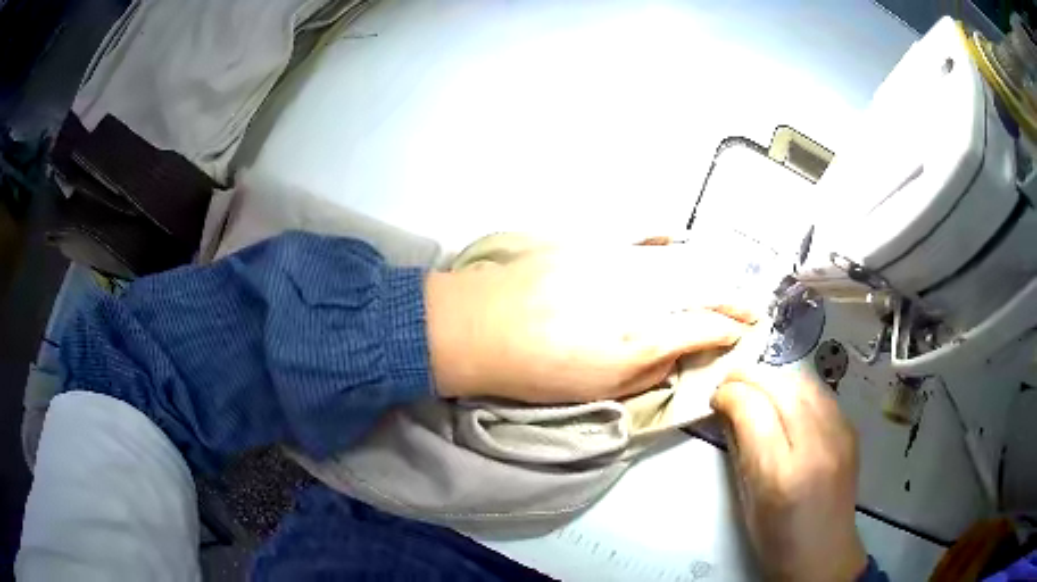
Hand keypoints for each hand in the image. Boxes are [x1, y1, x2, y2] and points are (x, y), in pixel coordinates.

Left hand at [425, 243, 757, 402]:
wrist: (479, 326)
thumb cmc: (536, 371)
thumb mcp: (599, 391)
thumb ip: (649, 373)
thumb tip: (677, 355)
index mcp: (640, 339)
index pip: (703, 327)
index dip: (730, 330)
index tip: (746, 332)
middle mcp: (638, 295)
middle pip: (701, 289)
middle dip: (734, 297)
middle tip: (752, 304)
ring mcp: (615, 263)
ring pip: (679, 261)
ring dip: (709, 271)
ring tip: (727, 279)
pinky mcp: (591, 244)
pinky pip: (638, 235)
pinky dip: (663, 238)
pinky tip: (678, 239)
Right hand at [711, 366, 866, 581]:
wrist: (825, 552)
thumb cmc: (776, 538)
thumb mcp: (746, 500)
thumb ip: (739, 450)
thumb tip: (728, 411)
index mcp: (781, 474)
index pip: (753, 411)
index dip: (730, 394)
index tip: (716, 397)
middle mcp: (815, 446)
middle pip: (781, 388)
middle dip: (750, 376)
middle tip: (730, 380)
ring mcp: (839, 434)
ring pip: (804, 382)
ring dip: (774, 377)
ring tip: (756, 384)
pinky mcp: (850, 430)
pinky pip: (820, 394)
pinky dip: (796, 388)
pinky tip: (785, 397)